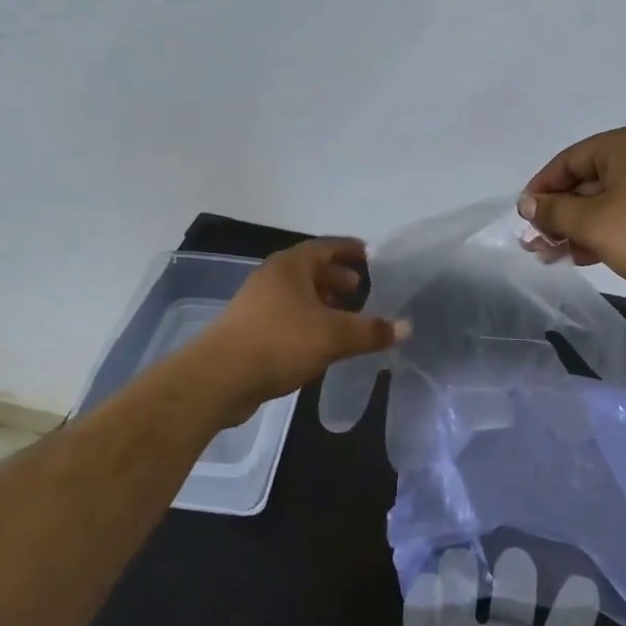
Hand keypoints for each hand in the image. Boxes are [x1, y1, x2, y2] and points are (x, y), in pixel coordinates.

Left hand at [187, 238, 406, 421]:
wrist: (219, 378)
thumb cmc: (280, 343)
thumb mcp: (333, 336)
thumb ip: (371, 331)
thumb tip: (406, 327)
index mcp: (290, 266)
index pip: (326, 247)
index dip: (350, 249)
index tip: (370, 255)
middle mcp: (272, 277)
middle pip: (311, 270)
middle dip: (337, 279)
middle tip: (362, 291)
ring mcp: (257, 303)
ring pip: (298, 295)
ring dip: (323, 303)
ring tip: (346, 318)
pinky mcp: (249, 329)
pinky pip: (287, 316)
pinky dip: (308, 321)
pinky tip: (321, 342)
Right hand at [519, 123, 625, 303]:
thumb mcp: (592, 223)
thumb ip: (554, 211)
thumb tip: (526, 203)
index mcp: (623, 144)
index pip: (567, 161)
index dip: (541, 189)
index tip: (523, 218)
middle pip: (584, 182)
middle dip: (558, 214)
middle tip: (534, 243)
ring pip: (603, 202)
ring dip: (575, 228)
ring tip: (552, 256)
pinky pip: (623, 215)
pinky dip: (600, 233)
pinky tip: (581, 256)